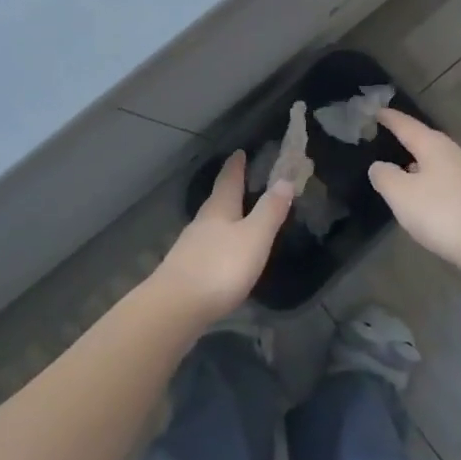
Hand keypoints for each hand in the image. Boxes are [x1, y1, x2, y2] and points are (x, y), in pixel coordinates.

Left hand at [150, 152, 293, 327]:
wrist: (175, 307)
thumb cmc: (220, 267)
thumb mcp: (254, 237)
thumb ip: (269, 210)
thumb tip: (285, 179)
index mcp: (219, 209)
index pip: (229, 180)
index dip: (236, 166)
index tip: (239, 152)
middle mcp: (202, 222)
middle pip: (217, 200)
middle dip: (228, 189)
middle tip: (240, 181)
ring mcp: (190, 246)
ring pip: (209, 223)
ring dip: (222, 217)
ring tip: (235, 216)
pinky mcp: (185, 270)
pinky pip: (205, 246)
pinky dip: (216, 242)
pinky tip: (221, 253)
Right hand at [369, 109, 460, 271]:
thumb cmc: (442, 213)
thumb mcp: (401, 195)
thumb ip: (385, 177)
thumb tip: (379, 166)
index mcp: (434, 146)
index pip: (407, 126)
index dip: (391, 119)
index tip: (377, 111)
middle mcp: (455, 154)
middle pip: (427, 141)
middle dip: (408, 140)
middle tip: (389, 138)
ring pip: (439, 162)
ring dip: (421, 164)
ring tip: (404, 170)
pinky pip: (448, 182)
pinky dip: (433, 183)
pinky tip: (427, 198)